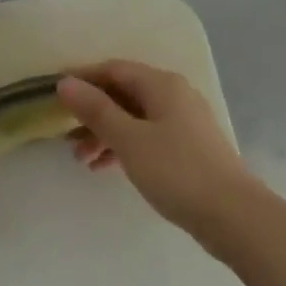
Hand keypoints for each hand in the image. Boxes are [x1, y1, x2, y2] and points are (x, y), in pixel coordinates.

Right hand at [56, 61, 257, 239]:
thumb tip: (65, 82)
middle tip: (63, 134)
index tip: (52, 92)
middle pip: (123, 93)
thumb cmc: (176, 171)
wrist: (233, 216)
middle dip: (91, 111)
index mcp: (161, 85)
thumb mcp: (129, 139)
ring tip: (80, 159)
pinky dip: (123, 148)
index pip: (113, 69)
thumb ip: (95, 109)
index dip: (82, 77)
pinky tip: (103, 168)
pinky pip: (146, 137)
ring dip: (104, 133)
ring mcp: (183, 122)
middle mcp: (174, 95)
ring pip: (133, 118)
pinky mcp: (187, 148)